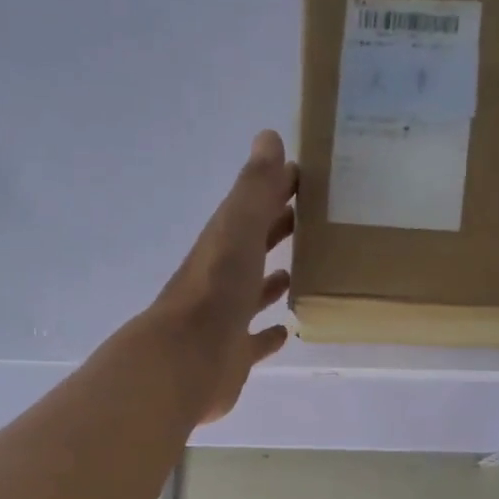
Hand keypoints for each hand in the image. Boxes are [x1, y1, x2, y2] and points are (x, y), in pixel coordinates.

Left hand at [151, 130, 297, 423]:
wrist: (186, 361)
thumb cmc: (216, 291)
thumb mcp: (237, 229)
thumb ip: (254, 188)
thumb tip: (269, 137)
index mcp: (222, 244)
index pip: (250, 208)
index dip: (274, 189)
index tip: (304, 176)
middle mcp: (221, 279)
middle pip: (251, 247)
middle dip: (275, 229)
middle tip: (312, 218)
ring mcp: (225, 320)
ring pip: (251, 293)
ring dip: (270, 281)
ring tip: (298, 269)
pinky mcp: (233, 356)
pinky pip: (253, 341)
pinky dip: (268, 334)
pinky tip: (285, 330)